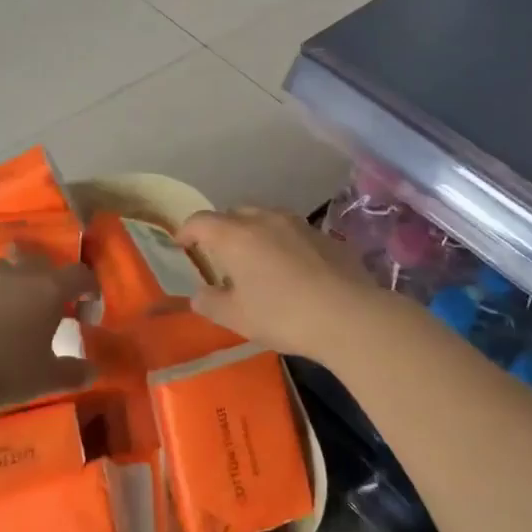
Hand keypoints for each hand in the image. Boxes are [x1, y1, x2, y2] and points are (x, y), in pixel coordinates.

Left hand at [0, 251, 96, 435]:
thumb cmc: (6, 372)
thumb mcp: (47, 379)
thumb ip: (73, 372)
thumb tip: (92, 371)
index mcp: (48, 291)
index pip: (80, 275)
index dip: (89, 288)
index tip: (88, 309)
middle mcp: (16, 276)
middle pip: (37, 259)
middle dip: (45, 274)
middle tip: (46, 300)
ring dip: (5, 280)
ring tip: (5, 302)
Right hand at [177, 207, 383, 363]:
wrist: (348, 315)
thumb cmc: (283, 315)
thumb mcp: (237, 318)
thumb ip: (211, 303)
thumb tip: (199, 295)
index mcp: (236, 235)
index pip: (201, 221)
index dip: (187, 230)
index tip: (182, 244)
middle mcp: (264, 219)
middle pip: (234, 213)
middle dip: (222, 228)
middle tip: (220, 254)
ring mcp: (298, 223)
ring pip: (266, 217)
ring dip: (254, 232)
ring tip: (256, 259)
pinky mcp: (325, 235)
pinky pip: (293, 231)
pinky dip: (283, 242)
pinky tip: (291, 269)